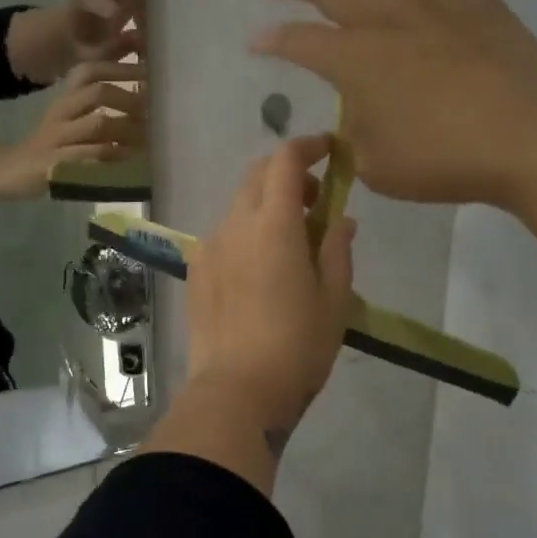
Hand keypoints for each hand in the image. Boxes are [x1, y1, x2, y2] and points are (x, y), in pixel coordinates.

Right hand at [0, 60, 146, 198]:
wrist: (12, 170)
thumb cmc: (52, 145)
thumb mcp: (72, 120)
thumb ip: (98, 109)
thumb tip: (144, 99)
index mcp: (65, 98)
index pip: (90, 70)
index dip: (121, 68)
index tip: (148, 71)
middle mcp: (61, 113)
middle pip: (97, 92)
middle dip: (129, 99)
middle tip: (151, 112)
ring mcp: (57, 139)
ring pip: (98, 124)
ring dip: (127, 129)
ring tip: (147, 138)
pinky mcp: (56, 164)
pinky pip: (91, 156)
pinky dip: (114, 156)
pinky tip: (130, 160)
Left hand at [186, 136, 355, 440]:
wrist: (236, 391)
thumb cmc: (297, 346)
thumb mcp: (334, 298)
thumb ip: (337, 248)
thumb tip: (340, 218)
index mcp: (273, 224)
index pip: (285, 160)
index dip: (308, 147)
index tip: (330, 151)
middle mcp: (234, 224)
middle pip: (256, 176)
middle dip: (287, 175)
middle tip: (316, 202)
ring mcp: (209, 247)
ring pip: (238, 206)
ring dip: (266, 206)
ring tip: (290, 243)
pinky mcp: (195, 272)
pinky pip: (223, 235)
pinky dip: (246, 233)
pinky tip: (260, 270)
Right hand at [253, 0, 536, 207]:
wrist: (527, 137)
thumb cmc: (444, 159)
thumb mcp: (377, 165)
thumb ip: (355, 136)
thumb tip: (354, 117)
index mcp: (353, 63)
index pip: (298, 44)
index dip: (271, 40)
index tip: (254, 40)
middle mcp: (382, 21)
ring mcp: (428, 2)